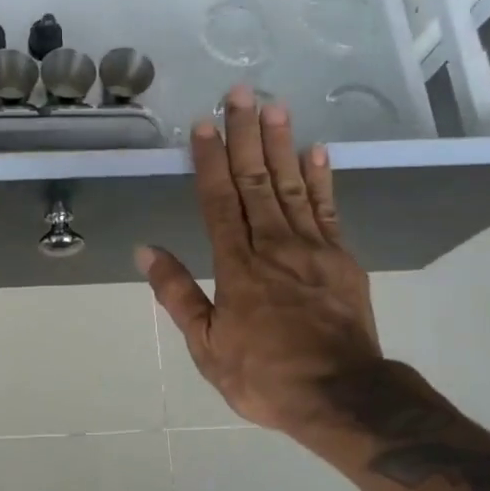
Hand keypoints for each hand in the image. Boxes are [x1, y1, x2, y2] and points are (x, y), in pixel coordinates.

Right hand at [136, 87, 381, 439]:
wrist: (341, 396)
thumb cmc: (264, 376)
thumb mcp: (206, 346)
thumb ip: (177, 295)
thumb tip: (148, 251)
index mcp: (237, 267)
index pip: (219, 202)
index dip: (209, 162)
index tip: (202, 126)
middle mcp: (273, 246)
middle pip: (256, 181)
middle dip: (245, 136)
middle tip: (240, 94)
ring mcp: (312, 249)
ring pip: (291, 186)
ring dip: (281, 144)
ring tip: (274, 106)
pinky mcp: (341, 259)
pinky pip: (328, 210)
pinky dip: (321, 179)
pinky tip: (317, 151)